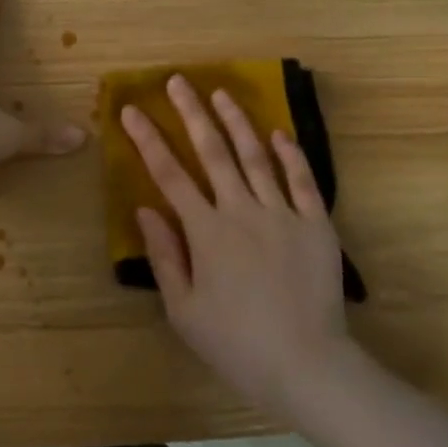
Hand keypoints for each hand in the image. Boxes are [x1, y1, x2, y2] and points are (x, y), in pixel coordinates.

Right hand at [121, 76, 351, 415]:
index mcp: (206, 232)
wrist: (307, 365)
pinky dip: (291, 153)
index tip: (131, 109)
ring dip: (237, 122)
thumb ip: (164, 256)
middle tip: (178, 81)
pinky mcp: (316, 223)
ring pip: (256, 156)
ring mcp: (282, 213)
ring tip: (221, 93)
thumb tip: (144, 209)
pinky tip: (279, 132)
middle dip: (192, 113)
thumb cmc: (236, 343)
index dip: (147, 139)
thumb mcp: (184, 311)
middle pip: (212, 152)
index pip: (170, 174)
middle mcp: (242, 211)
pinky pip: (303, 180)